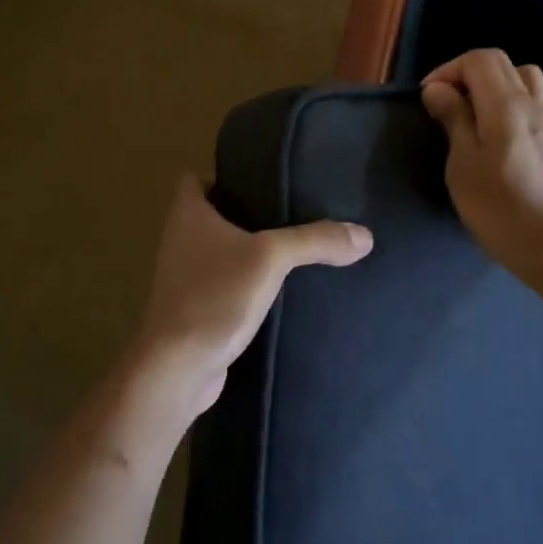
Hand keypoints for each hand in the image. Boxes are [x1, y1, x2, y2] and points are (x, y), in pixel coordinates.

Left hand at [129, 175, 371, 423]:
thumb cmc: (214, 296)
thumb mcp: (270, 259)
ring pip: (221, 252)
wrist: (178, 369)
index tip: (263, 179)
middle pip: (213, 214)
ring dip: (249, 250)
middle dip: (247, 212)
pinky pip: (226, 285)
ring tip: (294, 247)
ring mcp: (185, 277)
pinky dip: (248, 284)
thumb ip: (315, 241)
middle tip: (292, 209)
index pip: (197, 179)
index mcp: (187, 214)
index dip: (225, 175)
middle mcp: (180, 240)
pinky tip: (282, 289)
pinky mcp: (196, 310)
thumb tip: (364, 235)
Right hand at [422, 49, 542, 275]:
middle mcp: (531, 103)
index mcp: (505, 103)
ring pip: (525, 78)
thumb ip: (453, 118)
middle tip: (446, 104)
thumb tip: (438, 89)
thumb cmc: (498, 205)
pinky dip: (519, 103)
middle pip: (501, 63)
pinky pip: (540, 103)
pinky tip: (507, 129)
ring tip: (476, 111)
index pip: (478, 59)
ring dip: (496, 84)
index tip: (430, 99)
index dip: (448, 70)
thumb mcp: (462, 162)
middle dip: (468, 73)